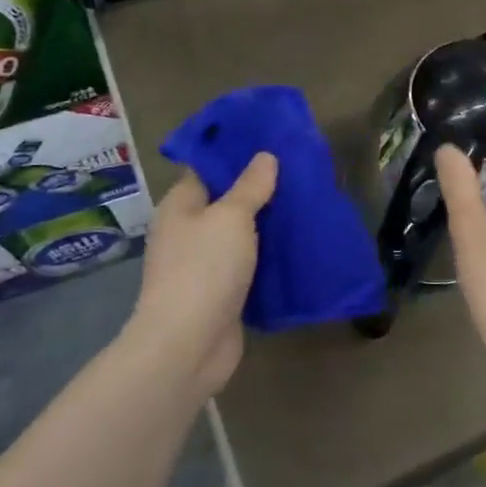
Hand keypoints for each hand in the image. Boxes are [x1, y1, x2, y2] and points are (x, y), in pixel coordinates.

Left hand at [130, 154, 277, 398]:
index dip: (236, 153)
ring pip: (240, 234)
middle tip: (299, 170)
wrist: (188, 345)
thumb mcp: (231, 217)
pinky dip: (269, 255)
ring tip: (305, 202)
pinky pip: (248, 263)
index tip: (271, 140)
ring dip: (267, 223)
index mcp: (180, 205)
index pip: (208, 168)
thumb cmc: (204, 269)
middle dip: (259, 188)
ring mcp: (203, 264)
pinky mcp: (222, 292)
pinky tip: (297, 244)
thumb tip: (265, 157)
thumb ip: (250, 187)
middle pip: (226, 201)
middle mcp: (188, 231)